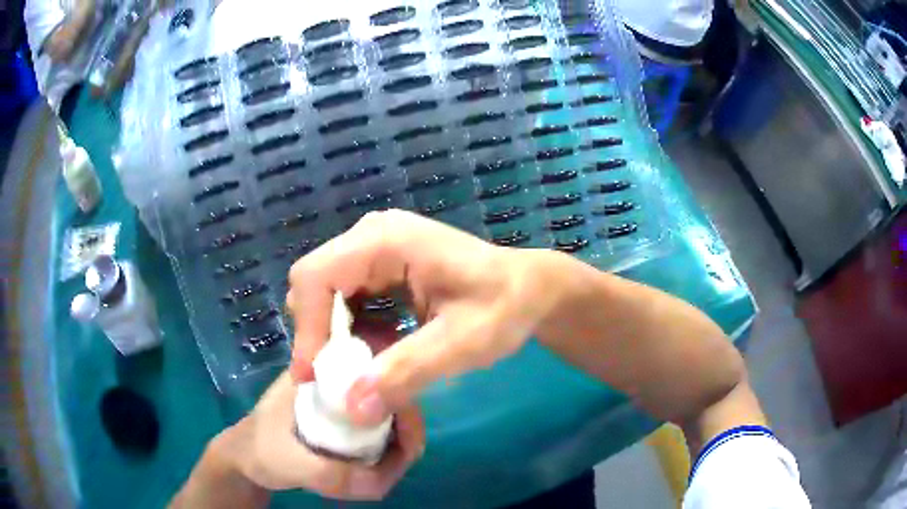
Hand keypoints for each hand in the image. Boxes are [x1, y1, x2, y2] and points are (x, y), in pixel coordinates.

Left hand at [217, 372, 424, 499]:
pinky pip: (381, 434)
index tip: (405, 445)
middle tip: (391, 470)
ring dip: (394, 449)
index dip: (402, 404)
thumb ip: (329, 473)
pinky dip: (384, 456)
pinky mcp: (346, 420)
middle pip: (393, 396)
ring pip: (392, 418)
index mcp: (322, 370)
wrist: (244, 458)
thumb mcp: (286, 461)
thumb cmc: (258, 450)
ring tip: (375, 476)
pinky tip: (366, 472)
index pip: (378, 373)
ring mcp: (344, 400)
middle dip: (404, 435)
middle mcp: (339, 378)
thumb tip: (380, 484)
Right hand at [287, 210, 564, 424]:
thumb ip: (406, 372)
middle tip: (335, 380)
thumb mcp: (461, 344)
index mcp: (385, 240)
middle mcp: (372, 235)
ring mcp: (375, 247)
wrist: (529, 289)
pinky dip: (352, 330)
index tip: (314, 378)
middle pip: (313, 284)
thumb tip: (351, 408)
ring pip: (326, 294)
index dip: (307, 328)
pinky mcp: (382, 265)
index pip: (316, 277)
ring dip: (336, 336)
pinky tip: (378, 350)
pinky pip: (347, 299)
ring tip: (359, 370)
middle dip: (319, 335)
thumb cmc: (505, 307)